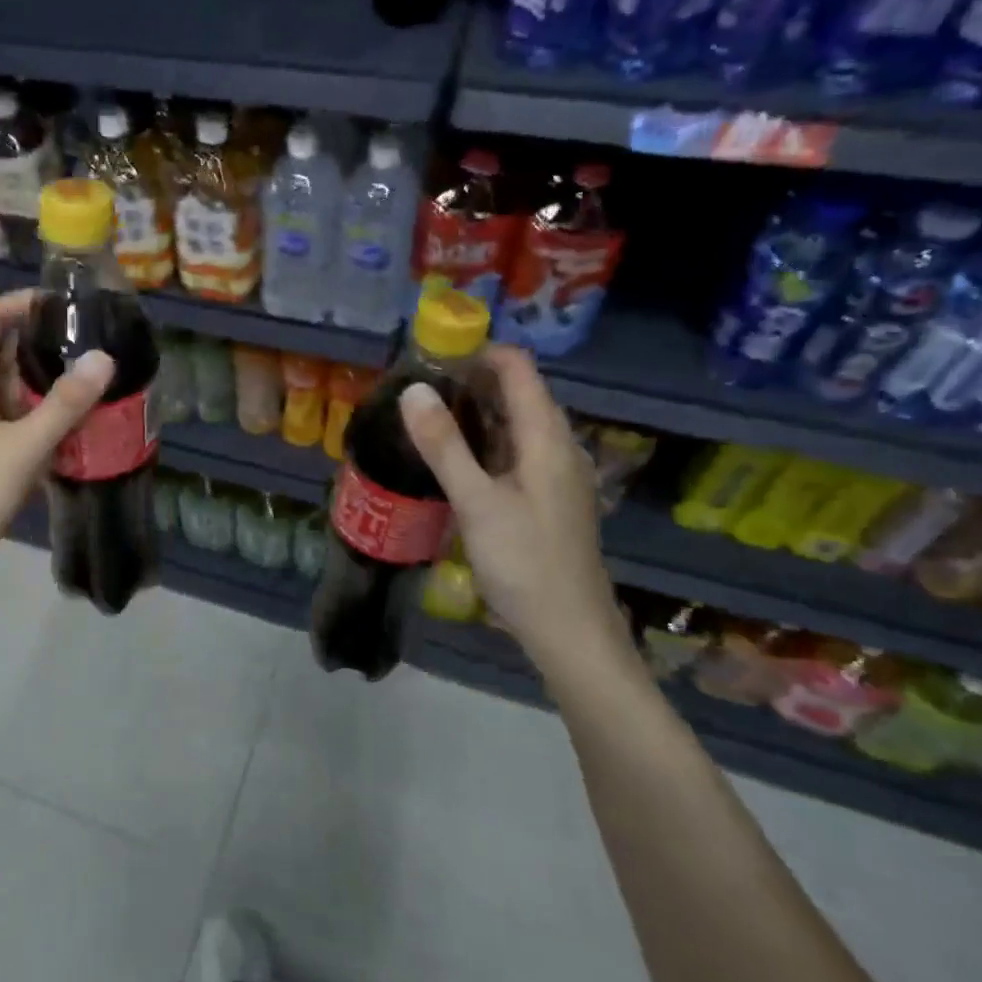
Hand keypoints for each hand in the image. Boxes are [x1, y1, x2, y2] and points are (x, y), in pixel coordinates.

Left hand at [0, 291, 112, 598]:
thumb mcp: (25, 448)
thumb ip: (65, 403)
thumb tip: (103, 357)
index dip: (20, 302)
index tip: (63, 306)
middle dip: (37, 340)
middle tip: (85, 342)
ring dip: (36, 377)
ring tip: (82, 377)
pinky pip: (0, 413)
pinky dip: (29, 408)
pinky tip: (60, 423)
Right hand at [400, 345, 629, 669]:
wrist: (569, 630)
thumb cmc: (525, 563)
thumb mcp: (477, 503)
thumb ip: (444, 445)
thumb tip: (413, 389)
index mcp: (547, 438)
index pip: (518, 369)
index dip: (479, 351)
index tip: (431, 353)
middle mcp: (557, 446)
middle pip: (518, 392)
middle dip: (470, 380)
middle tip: (416, 385)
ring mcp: (554, 473)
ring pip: (514, 423)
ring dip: (474, 411)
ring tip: (424, 414)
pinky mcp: (545, 497)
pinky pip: (513, 450)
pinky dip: (483, 441)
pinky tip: (452, 457)